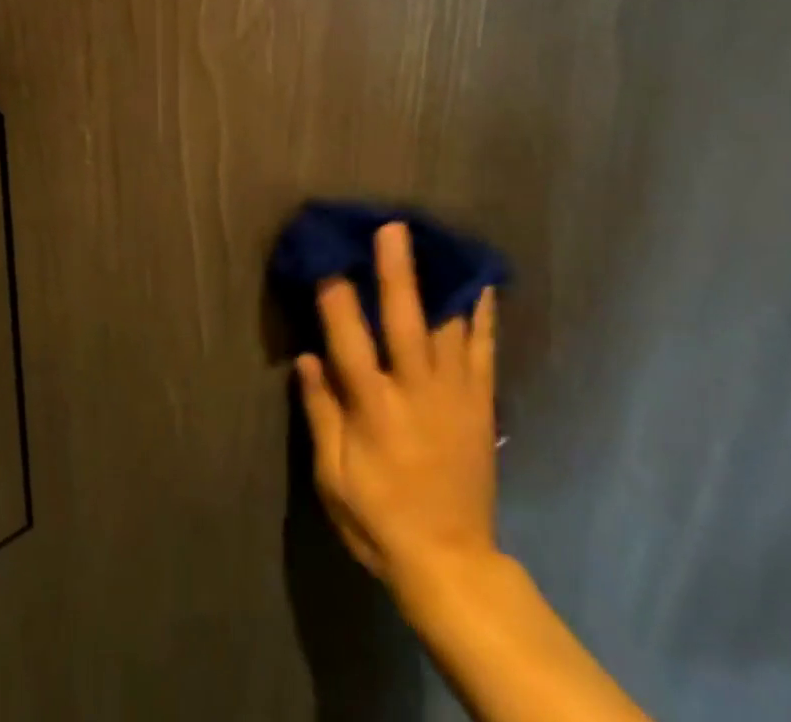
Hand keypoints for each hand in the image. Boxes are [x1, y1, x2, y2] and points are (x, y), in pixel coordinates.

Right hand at [297, 222, 500, 600]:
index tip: (326, 259)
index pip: (350, 342)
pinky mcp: (480, 405)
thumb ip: (320, 412)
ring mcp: (454, 396)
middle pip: (405, 322)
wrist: (451, 562)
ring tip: (436, 241)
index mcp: (374, 410)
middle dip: (396, 272)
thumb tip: (306, 356)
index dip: (336, 298)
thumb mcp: (333, 477)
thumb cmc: (379, 518)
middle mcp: (416, 393)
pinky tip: (480, 283)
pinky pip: (484, 350)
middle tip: (392, 228)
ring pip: (449, 327)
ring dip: (439, 281)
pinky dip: (483, 314)